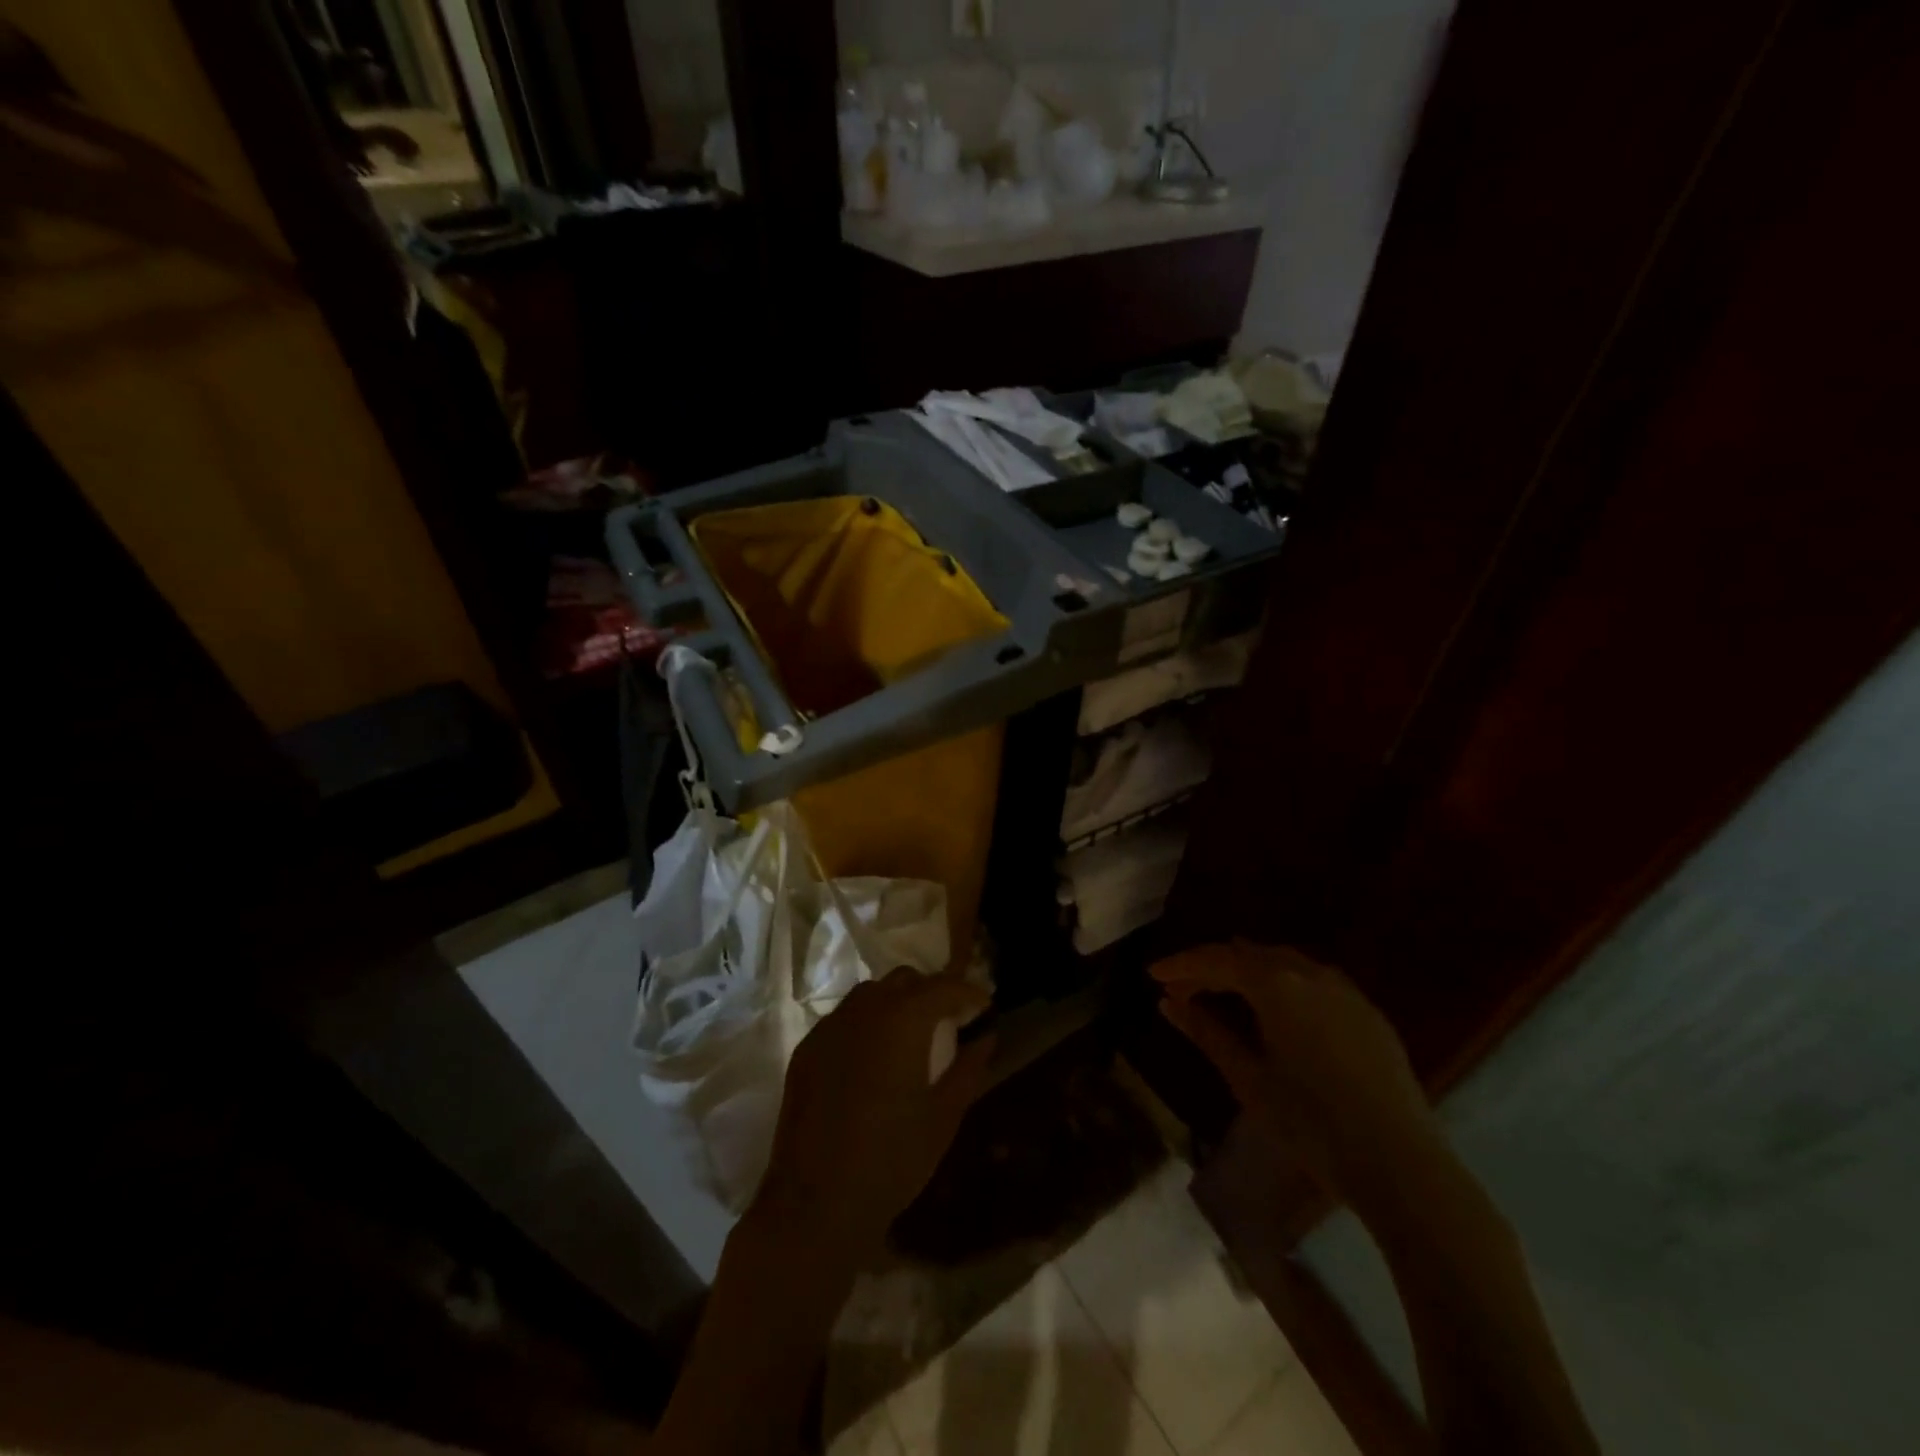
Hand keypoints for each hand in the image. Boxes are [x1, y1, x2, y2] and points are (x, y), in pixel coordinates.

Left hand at [753, 969, 993, 1261]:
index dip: (968, 993)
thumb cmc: (891, 1161)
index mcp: (903, 1020)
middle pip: (905, 980)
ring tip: (912, 1037)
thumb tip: (986, 1037)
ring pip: (871, 994)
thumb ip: (968, 1068)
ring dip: (897, 1003)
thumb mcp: (943, 1117)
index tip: (984, 1008)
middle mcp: (864, 1010)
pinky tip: (874, 1058)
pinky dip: (867, 1023)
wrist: (814, 1204)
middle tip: (950, 1022)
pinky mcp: (806, 1049)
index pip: (943, 986)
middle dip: (932, 992)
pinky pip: (844, 1018)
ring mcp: (830, 1027)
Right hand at [1152, 942, 1441, 1210]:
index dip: (1181, 965)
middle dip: (1212, 967)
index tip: (1153, 975)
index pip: (1217, 959)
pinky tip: (1276, 1009)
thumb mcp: (1248, 1078)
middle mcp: (1310, 973)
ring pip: (1284, 962)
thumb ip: (1206, 1032)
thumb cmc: (1311, 1123)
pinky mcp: (1368, 1012)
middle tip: (1183, 989)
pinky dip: (1283, 983)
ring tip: (1223, 992)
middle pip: (1249, 954)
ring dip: (1248, 971)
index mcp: (1276, 984)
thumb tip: (1168, 1002)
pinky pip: (1314, 980)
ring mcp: (1345, 990)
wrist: (1401, 1165)